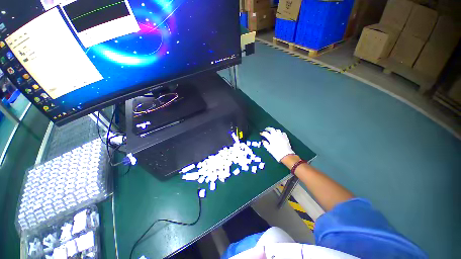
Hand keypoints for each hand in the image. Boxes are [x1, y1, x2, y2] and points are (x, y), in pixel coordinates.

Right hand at [260, 127, 294, 161]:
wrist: (286, 155)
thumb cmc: (276, 152)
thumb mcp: (269, 149)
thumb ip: (265, 144)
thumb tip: (263, 140)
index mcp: (271, 138)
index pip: (265, 133)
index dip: (262, 133)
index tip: (261, 133)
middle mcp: (276, 135)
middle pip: (271, 129)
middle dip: (268, 129)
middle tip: (266, 129)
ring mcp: (281, 135)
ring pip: (277, 130)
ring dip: (274, 130)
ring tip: (273, 132)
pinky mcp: (286, 137)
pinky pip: (282, 133)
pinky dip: (280, 133)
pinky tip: (280, 135)